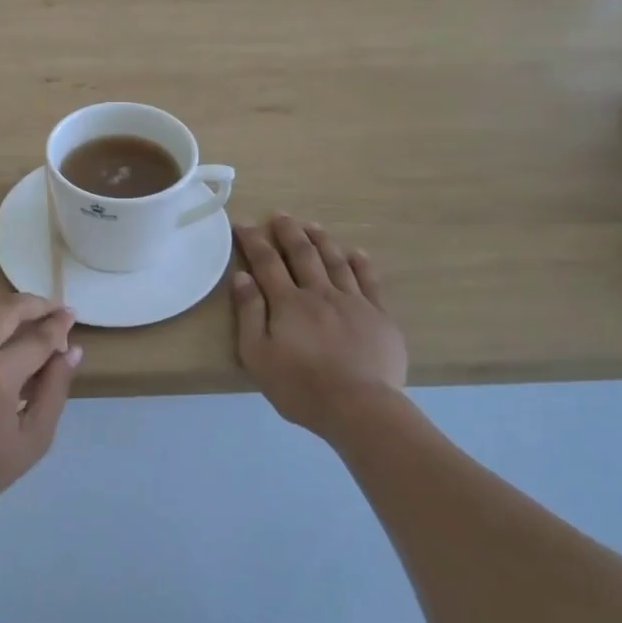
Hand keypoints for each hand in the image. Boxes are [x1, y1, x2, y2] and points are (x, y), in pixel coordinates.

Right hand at [231, 216, 407, 443]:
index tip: (243, 223)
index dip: (254, 241)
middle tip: (280, 215)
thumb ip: (249, 313)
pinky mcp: (379, 316)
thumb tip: (242, 276)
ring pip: (335, 261)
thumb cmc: (300, 386)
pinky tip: (356, 253)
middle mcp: (319, 293)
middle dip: (289, 232)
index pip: (266, 262)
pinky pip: (369, 281)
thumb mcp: (258, 355)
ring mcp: (353, 301)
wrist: (359, 407)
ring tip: (312, 226)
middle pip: (302, 254)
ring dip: (322, 240)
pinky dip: (360, 264)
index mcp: (288, 302)